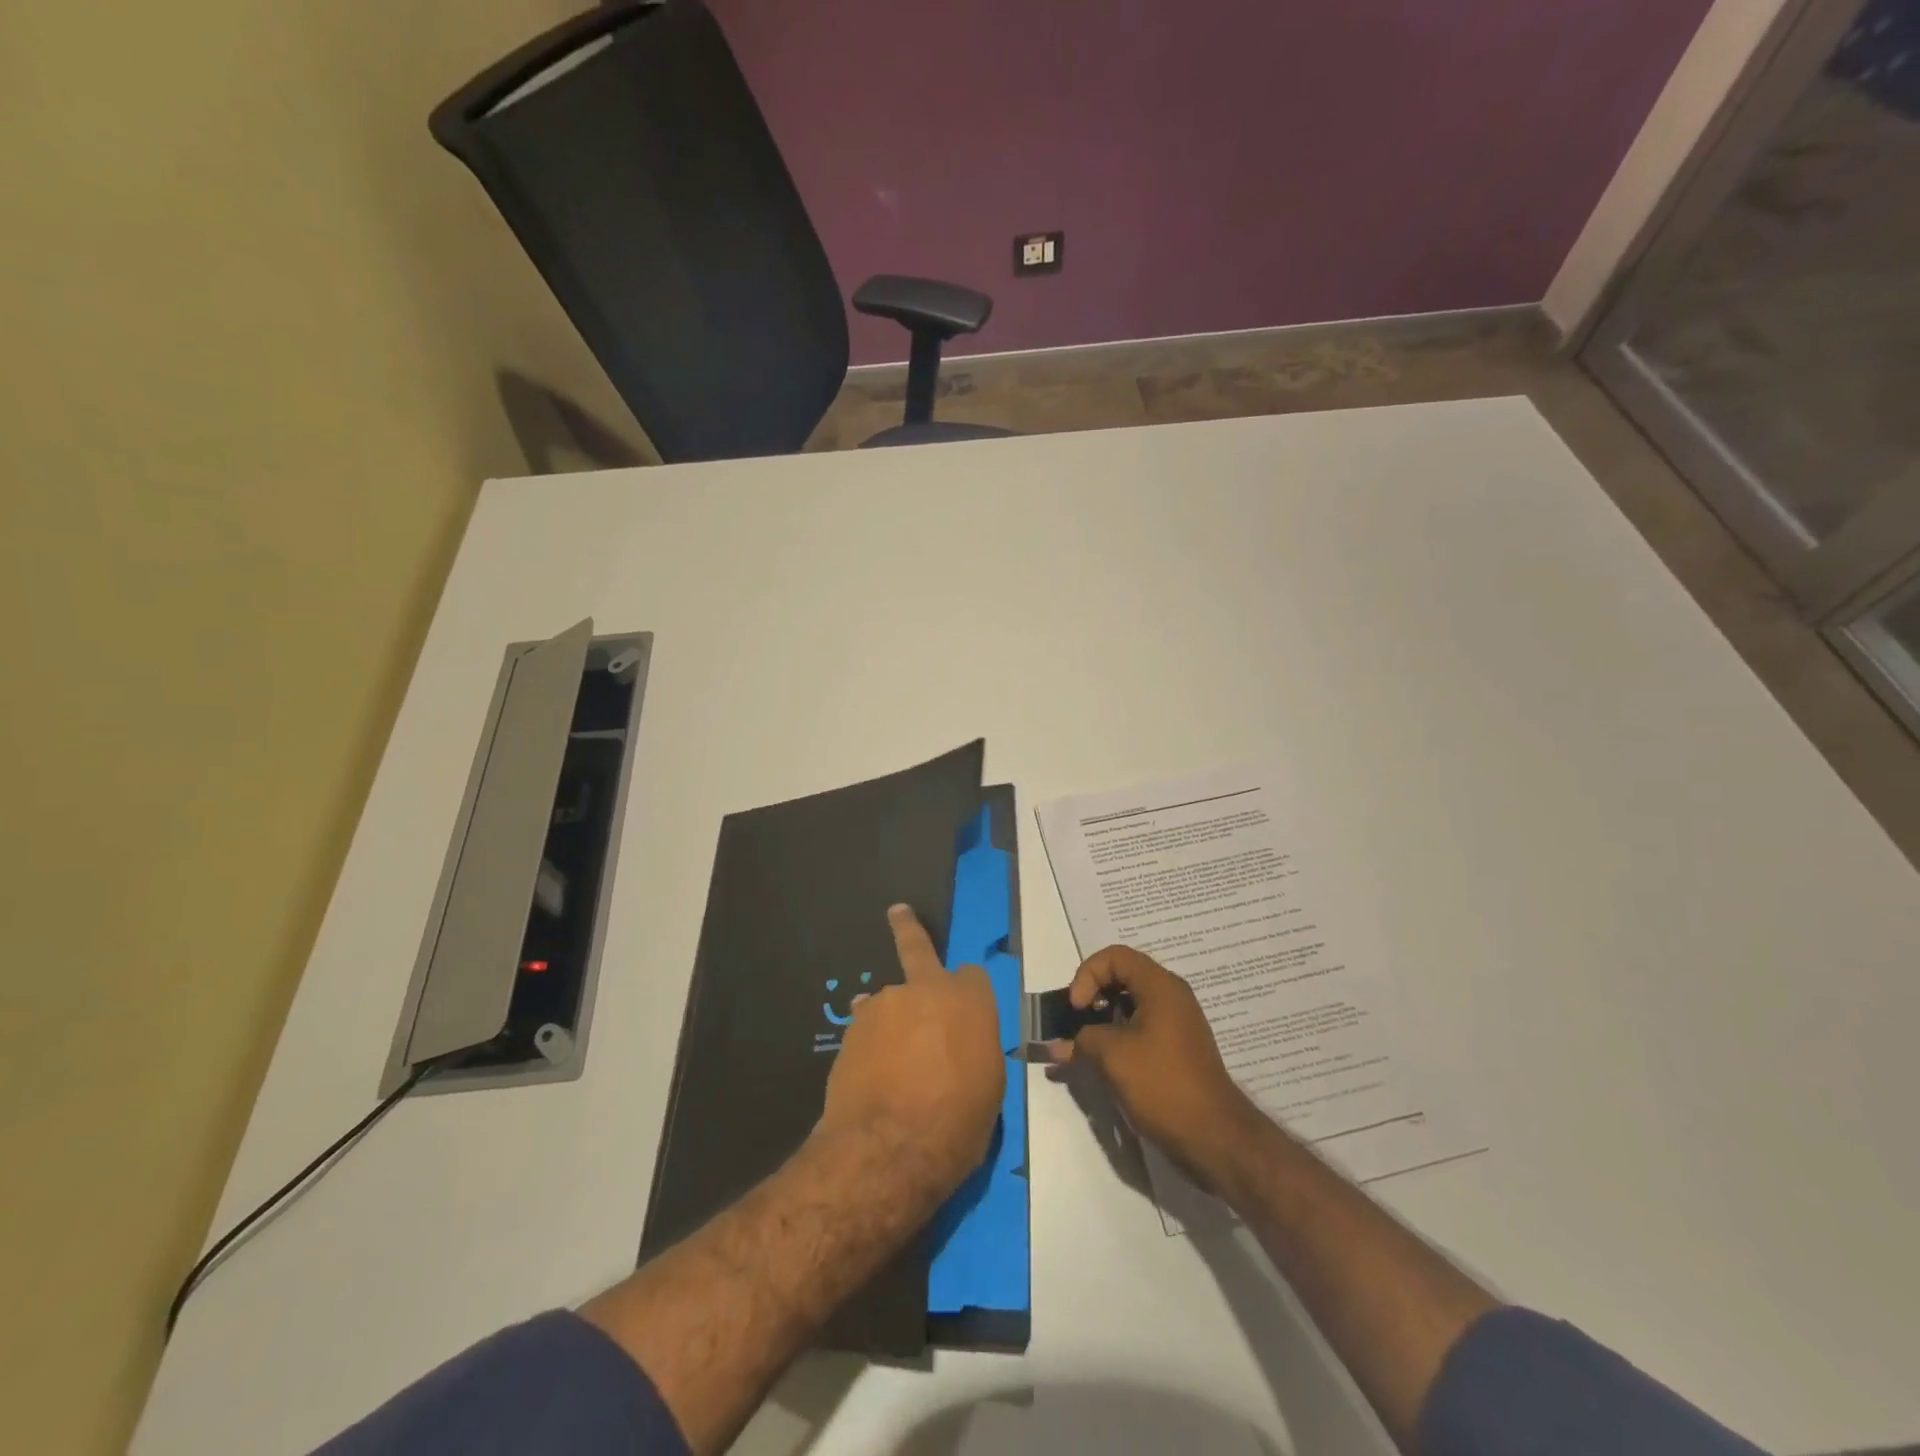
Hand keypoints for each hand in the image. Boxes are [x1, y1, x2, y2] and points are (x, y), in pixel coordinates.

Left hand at [815, 904, 1004, 1210]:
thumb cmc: (958, 1123)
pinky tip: (869, 1072)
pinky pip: (866, 1027)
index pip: (972, 976)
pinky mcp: (852, 1027)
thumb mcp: (988, 1088)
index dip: (967, 992)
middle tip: (897, 912)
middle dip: (908, 928)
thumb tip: (959, 1049)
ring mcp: (884, 1004)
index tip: (964, 1011)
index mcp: (969, 1001)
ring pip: (887, 999)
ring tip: (888, 1055)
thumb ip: (974, 1050)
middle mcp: (926, 989)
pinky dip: (870, 1042)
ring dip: (889, 1016)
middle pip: (917, 948)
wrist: (890, 1146)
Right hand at [1060, 945, 1264, 1191]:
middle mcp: (1171, 996)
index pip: (1115, 956)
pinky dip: (1118, 1035)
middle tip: (1076, 1022)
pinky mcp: (1176, 1048)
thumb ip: (1081, 1040)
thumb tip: (1056, 1046)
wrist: (1214, 1137)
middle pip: (1123, 976)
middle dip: (1093, 994)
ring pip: (1130, 1003)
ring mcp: (1176, 1023)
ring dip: (1103, 1018)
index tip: (1077, 1009)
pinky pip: (1140, 1026)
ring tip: (1085, 1045)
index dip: (1087, 974)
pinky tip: (1104, 1062)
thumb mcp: (1113, 1056)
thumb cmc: (1162, 1084)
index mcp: (1160, 986)